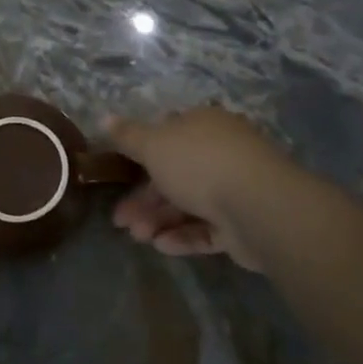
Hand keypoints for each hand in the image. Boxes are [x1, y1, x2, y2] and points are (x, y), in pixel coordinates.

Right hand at [104, 108, 293, 271]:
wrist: (258, 205)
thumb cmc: (199, 163)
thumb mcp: (153, 144)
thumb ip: (128, 136)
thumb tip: (104, 117)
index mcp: (203, 126)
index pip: (169, 134)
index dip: (141, 154)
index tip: (119, 174)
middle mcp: (221, 153)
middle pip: (175, 174)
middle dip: (144, 198)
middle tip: (120, 220)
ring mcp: (235, 188)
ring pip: (188, 203)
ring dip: (158, 219)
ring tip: (138, 237)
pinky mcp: (243, 224)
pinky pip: (206, 229)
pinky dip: (182, 236)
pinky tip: (161, 246)